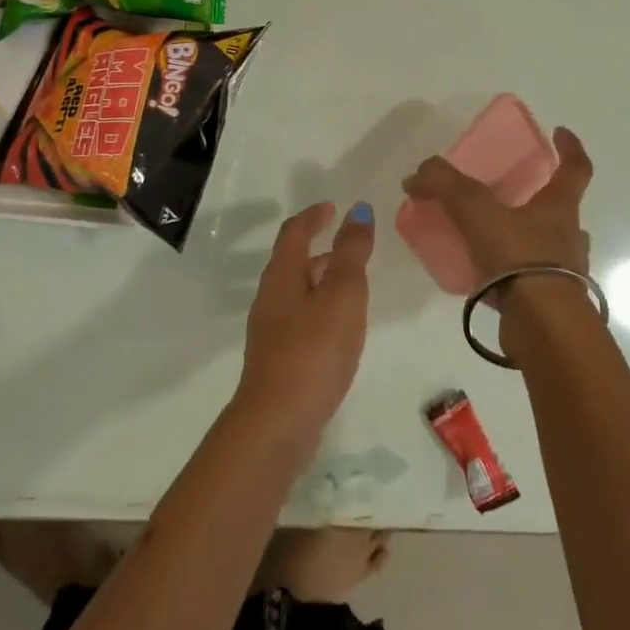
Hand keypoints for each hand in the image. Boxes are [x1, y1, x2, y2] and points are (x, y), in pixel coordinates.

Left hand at [234, 201, 374, 458]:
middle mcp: (271, 298)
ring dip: (322, 280)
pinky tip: (341, 329)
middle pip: (293, 262)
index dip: (313, 216)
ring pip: (298, 292)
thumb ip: (352, 252)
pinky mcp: (279, 360)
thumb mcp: (342, 294)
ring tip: (353, 285)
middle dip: (320, 248)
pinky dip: (322, 310)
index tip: (332, 207)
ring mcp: (272, 331)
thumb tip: (358, 210)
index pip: (294, 232)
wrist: (278, 422)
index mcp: (282, 275)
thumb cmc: (313, 349)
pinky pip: (302, 320)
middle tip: (350, 246)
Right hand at [401, 126, 593, 286]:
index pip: (575, 168)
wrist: (543, 327)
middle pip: (561, 209)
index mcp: (559, 207)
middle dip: (539, 197)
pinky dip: (510, 271)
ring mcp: (563, 272)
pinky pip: (529, 278)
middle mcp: (568, 236)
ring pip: (547, 246)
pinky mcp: (548, 302)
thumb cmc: (519, 258)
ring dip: (525, 237)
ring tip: (490, 236)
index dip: (570, 147)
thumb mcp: (476, 210)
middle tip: (508, 193)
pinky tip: (484, 274)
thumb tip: (417, 174)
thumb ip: (445, 185)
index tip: (560, 132)